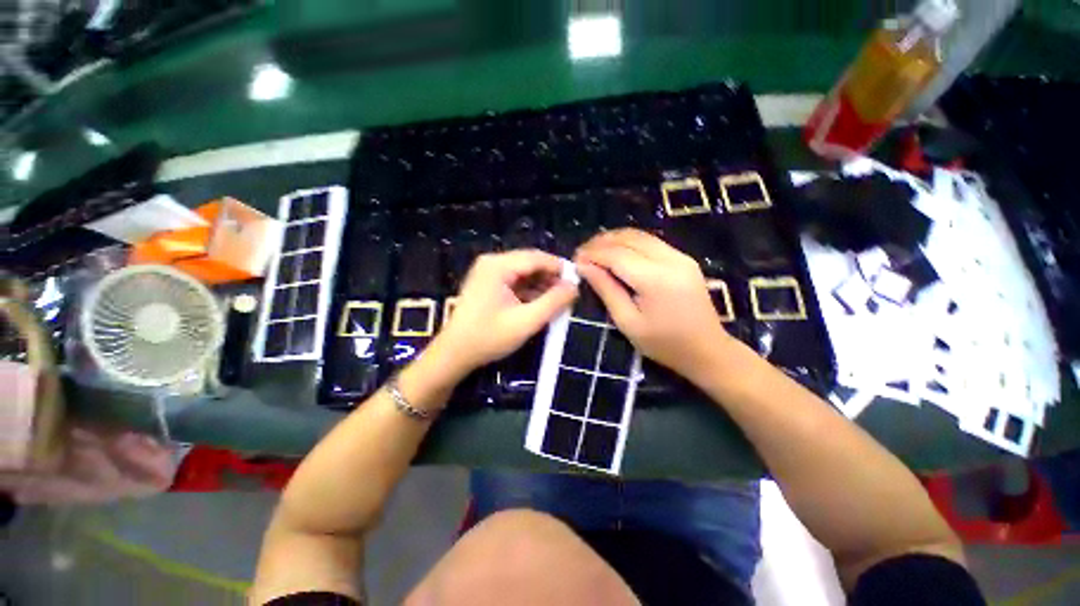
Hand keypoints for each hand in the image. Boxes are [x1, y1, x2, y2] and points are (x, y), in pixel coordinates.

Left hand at [434, 250, 577, 376]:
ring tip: (558, 301)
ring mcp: (488, 273)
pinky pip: (515, 282)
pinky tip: (541, 304)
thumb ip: (553, 302)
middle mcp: (492, 263)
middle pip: (530, 263)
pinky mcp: (487, 284)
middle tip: (569, 294)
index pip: (536, 258)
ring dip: (541, 286)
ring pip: (524, 273)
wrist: (454, 354)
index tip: (578, 281)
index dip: (559, 268)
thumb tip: (574, 287)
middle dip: (551, 278)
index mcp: (498, 266)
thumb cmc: (488, 338)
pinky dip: (529, 291)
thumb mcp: (526, 321)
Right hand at [575, 229, 732, 377]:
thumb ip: (606, 289)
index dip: (593, 253)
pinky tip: (616, 253)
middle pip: (628, 238)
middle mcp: (670, 259)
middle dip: (601, 242)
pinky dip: (629, 243)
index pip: (617, 255)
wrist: (708, 350)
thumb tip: (584, 266)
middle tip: (582, 254)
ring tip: (595, 252)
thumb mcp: (627, 322)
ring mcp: (680, 256)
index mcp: (656, 279)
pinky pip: (650, 241)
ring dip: (614, 239)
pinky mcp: (683, 258)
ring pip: (640, 235)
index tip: (574, 260)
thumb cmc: (664, 344)